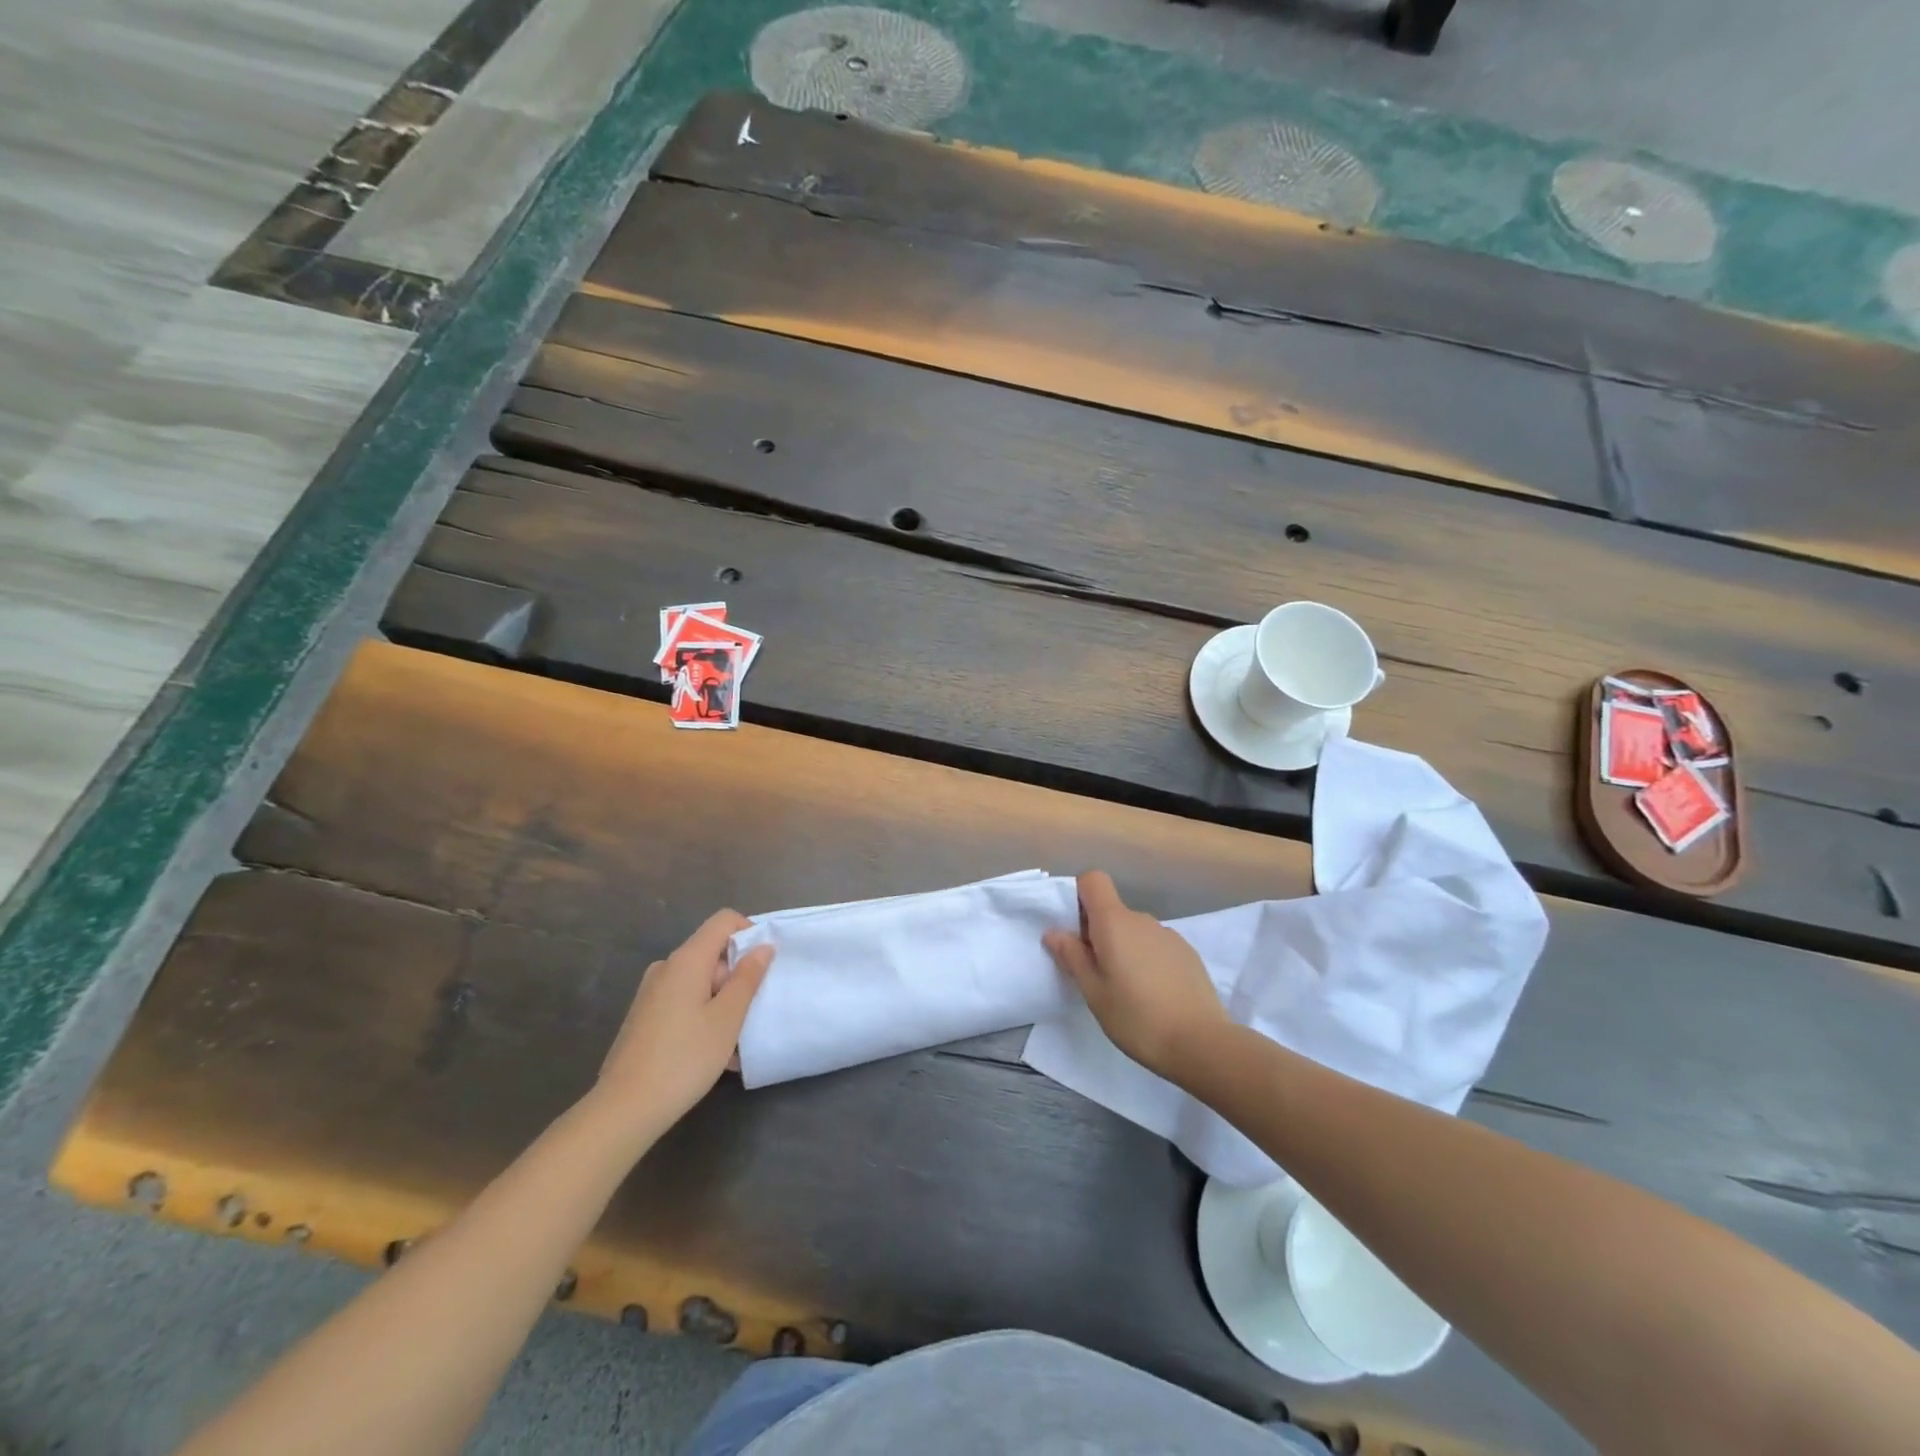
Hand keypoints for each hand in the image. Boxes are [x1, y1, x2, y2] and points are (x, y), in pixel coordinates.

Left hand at [594, 910, 773, 1131]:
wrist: (624, 1109)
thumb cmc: (684, 1058)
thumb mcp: (727, 1018)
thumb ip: (748, 977)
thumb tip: (762, 947)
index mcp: (687, 959)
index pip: (724, 920)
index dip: (749, 933)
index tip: (764, 966)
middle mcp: (666, 968)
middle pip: (712, 953)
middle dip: (738, 977)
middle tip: (753, 1013)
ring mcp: (651, 993)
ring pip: (700, 982)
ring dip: (723, 1003)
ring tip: (737, 1042)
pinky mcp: (644, 1017)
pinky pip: (684, 1003)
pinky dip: (704, 1017)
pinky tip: (715, 1054)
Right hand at [1043, 871, 1229, 1082]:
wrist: (1201, 1044)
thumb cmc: (1137, 1017)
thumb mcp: (1094, 992)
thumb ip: (1072, 957)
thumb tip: (1054, 932)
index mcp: (1114, 923)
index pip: (1093, 881)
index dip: (1080, 897)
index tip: (1075, 931)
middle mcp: (1142, 919)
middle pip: (1112, 910)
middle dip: (1098, 933)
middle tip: (1096, 974)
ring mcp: (1168, 935)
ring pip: (1134, 931)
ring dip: (1124, 949)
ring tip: (1127, 990)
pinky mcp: (1187, 953)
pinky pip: (1155, 945)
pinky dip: (1147, 960)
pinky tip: (1154, 995)